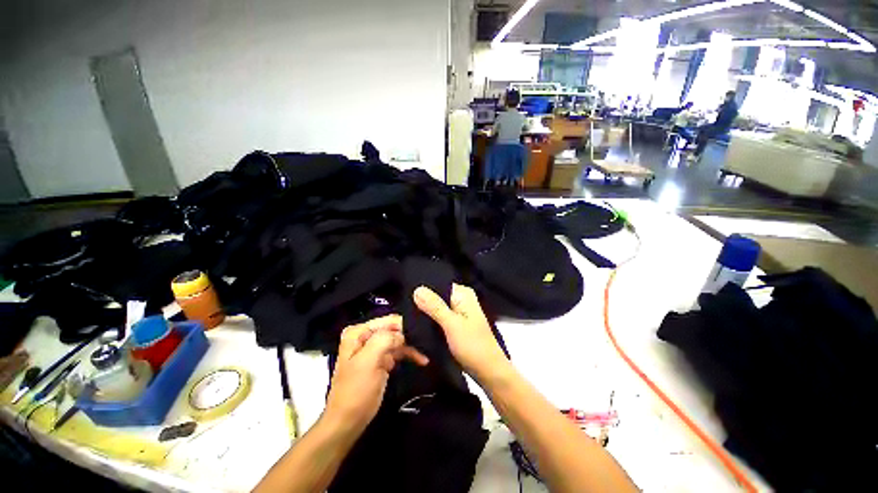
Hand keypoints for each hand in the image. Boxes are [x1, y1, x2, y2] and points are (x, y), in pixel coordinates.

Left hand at [323, 315, 427, 434]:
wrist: (347, 422)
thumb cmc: (356, 390)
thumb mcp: (369, 361)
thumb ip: (385, 339)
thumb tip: (402, 334)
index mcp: (358, 332)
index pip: (388, 320)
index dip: (404, 326)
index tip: (421, 334)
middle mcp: (365, 336)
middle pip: (394, 329)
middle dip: (409, 336)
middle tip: (427, 342)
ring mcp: (373, 348)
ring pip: (398, 340)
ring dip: (411, 347)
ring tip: (425, 355)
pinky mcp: (380, 360)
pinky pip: (397, 351)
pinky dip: (408, 355)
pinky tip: (420, 360)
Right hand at [413, 284, 508, 380]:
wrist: (488, 371)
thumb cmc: (474, 346)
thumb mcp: (452, 324)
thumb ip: (435, 306)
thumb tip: (417, 289)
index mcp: (463, 293)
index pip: (438, 283)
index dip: (423, 289)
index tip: (405, 295)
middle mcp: (460, 299)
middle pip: (436, 295)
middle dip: (422, 302)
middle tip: (404, 310)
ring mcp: (457, 312)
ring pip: (436, 308)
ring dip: (425, 313)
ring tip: (408, 319)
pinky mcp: (454, 324)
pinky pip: (438, 318)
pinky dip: (430, 322)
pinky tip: (418, 326)